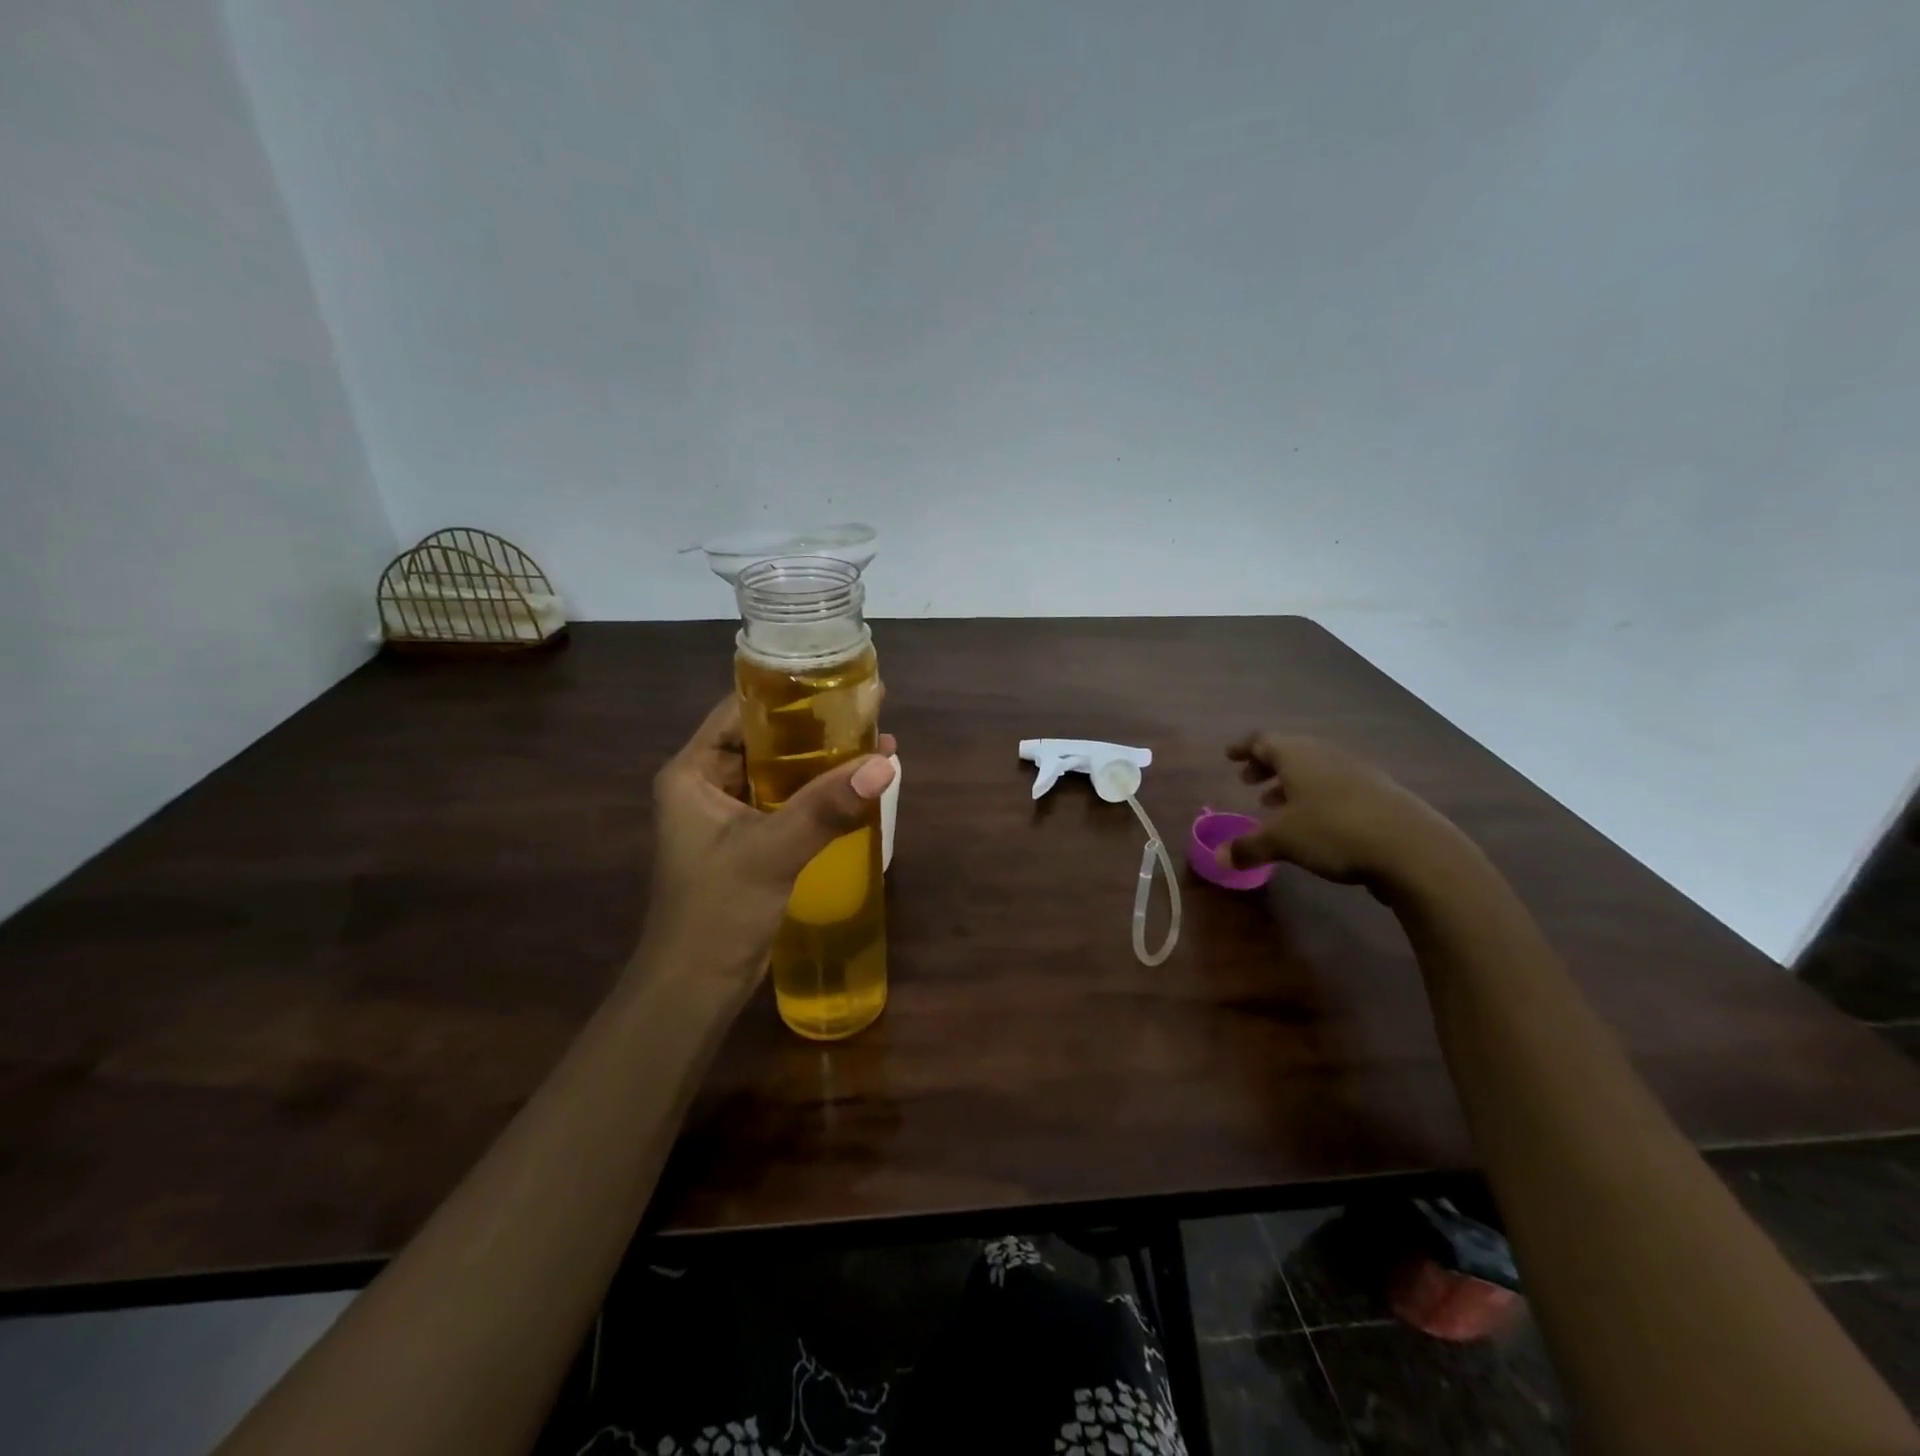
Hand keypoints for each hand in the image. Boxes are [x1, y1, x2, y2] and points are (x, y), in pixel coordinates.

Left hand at [642, 696, 896, 991]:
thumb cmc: (716, 911)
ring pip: (781, 772)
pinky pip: (789, 803)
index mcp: (692, 772)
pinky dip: (821, 793)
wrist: (696, 987)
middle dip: (816, 726)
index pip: (740, 711)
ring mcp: (730, 815)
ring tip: (875, 741)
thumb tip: (885, 764)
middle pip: (765, 739)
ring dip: (823, 761)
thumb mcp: (771, 851)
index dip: (786, 692)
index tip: (836, 679)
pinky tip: (859, 786)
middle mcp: (707, 785)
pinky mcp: (751, 842)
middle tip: (868, 708)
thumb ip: (827, 807)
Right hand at [1219, 733, 1458, 888]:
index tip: (1229, 756)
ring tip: (1276, 805)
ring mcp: (1357, 772)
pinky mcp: (1380, 793)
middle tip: (1249, 781)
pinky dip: (1316, 797)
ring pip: (1315, 770)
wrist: (1413, 848)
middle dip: (1267, 766)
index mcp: (1298, 756)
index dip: (1244, 748)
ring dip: (1292, 784)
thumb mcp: (1282, 841)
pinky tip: (1315, 822)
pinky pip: (1336, 786)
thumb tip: (1219, 858)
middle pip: (1291, 752)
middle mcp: (1326, 755)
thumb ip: (1248, 846)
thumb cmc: (1333, 832)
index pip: (1263, 742)